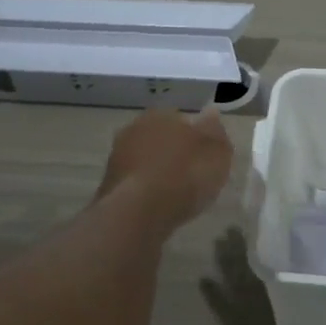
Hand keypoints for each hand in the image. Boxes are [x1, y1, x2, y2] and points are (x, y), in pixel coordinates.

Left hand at [98, 107, 233, 229]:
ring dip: (158, 171)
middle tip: (191, 175)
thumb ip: (215, 132)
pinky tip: (158, 204)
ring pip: (145, 159)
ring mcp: (117, 156)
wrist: (138, 212)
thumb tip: (211, 112)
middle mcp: (135, 128)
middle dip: (173, 152)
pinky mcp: (109, 183)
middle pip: (161, 138)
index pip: (182, 119)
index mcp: (162, 114)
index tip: (205, 157)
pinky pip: (135, 181)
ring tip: (175, 193)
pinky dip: (146, 189)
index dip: (195, 137)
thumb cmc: (184, 175)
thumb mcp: (216, 153)